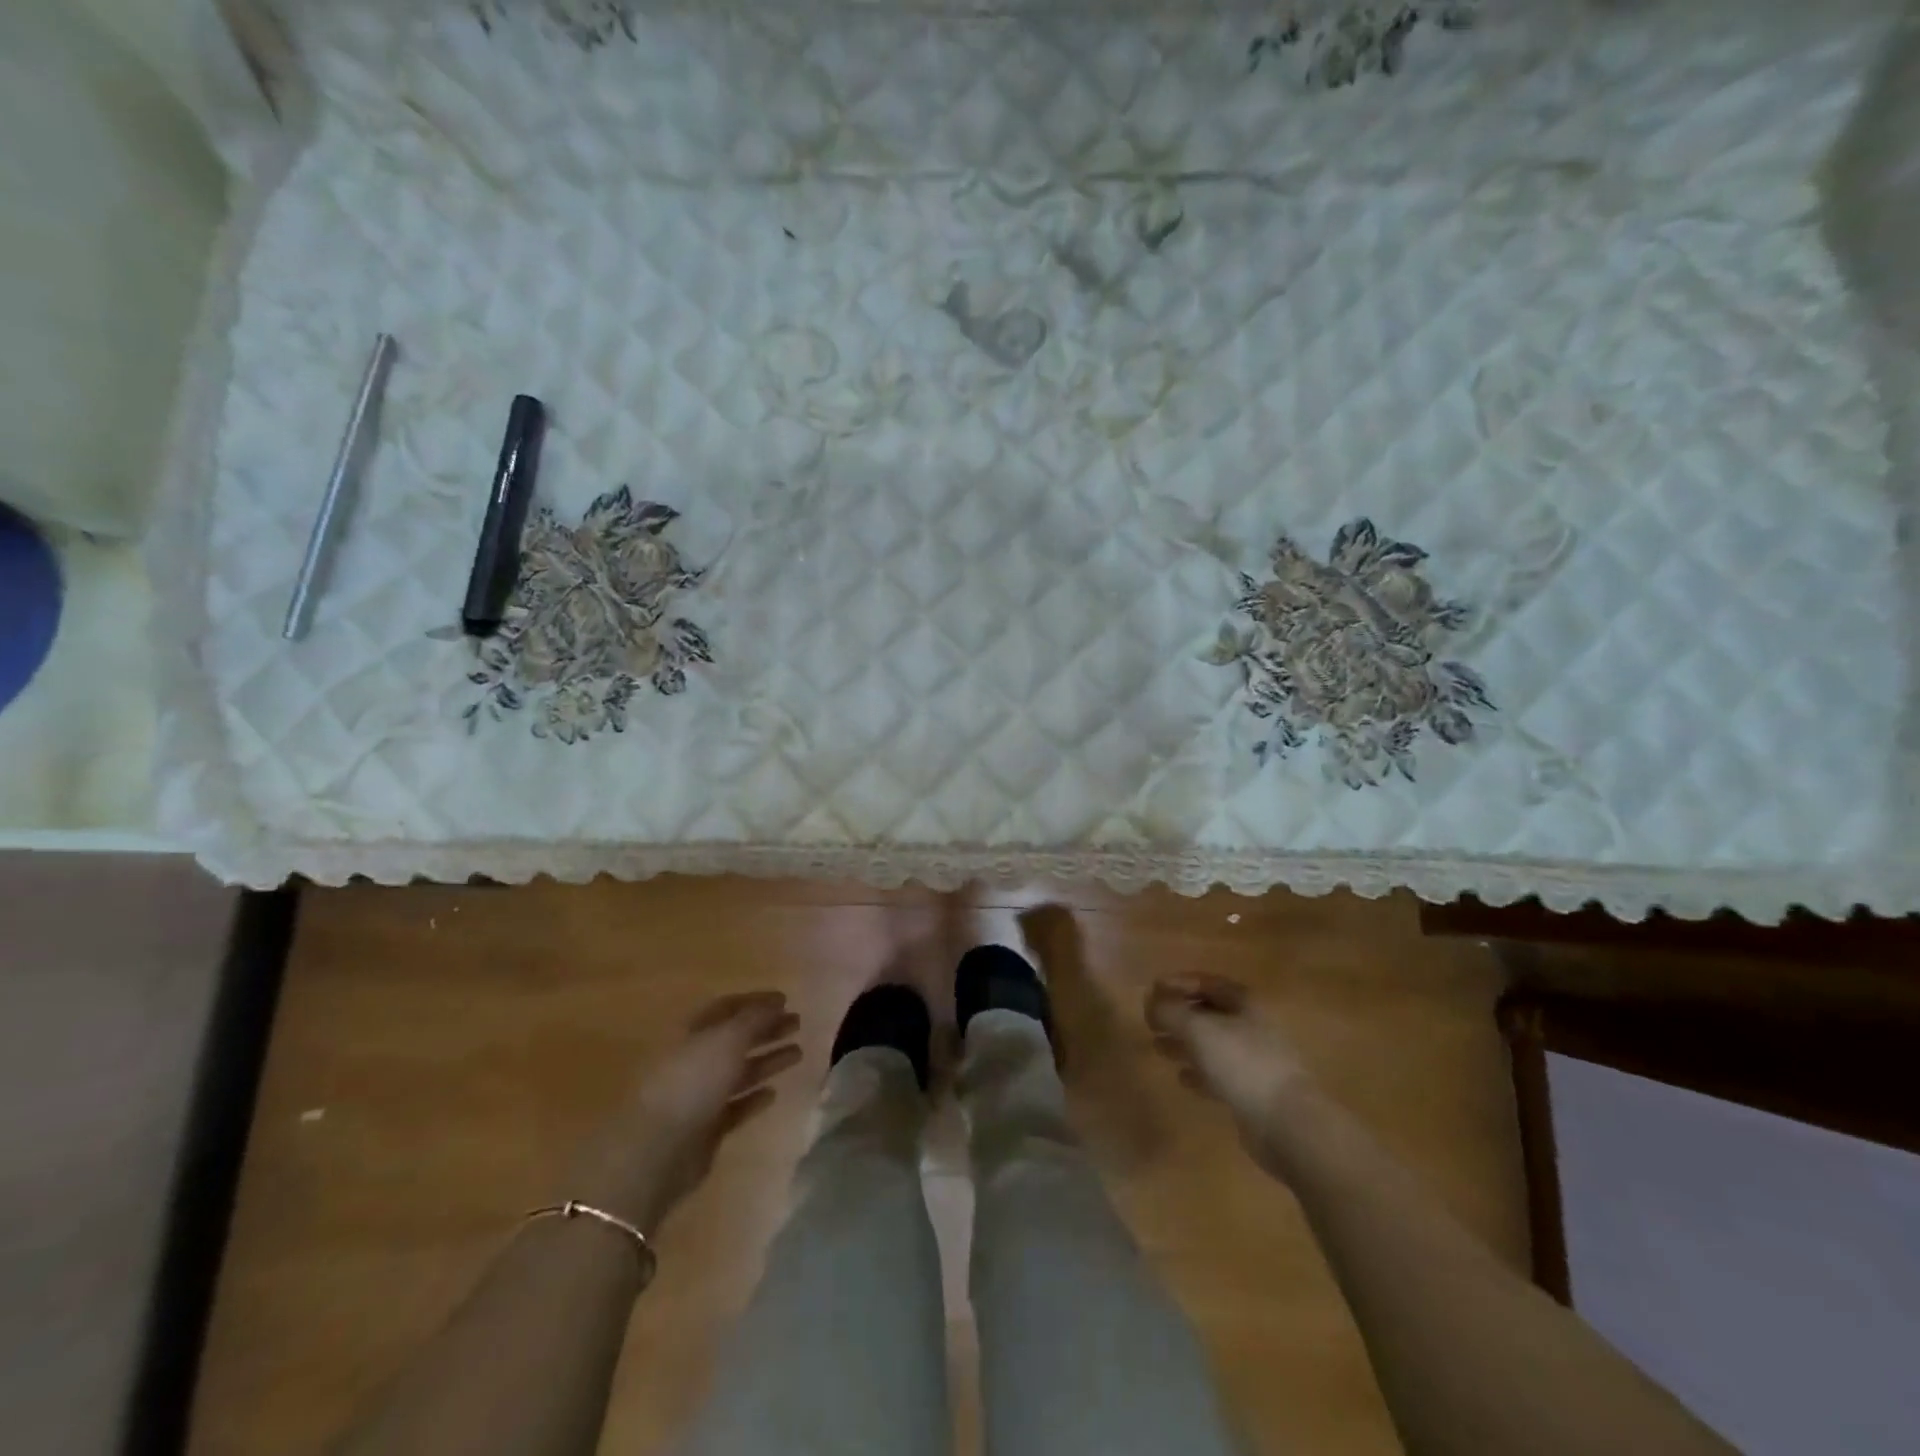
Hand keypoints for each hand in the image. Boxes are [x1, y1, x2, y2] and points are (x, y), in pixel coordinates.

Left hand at [570, 991, 800, 1236]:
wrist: (657, 1150)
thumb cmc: (691, 1082)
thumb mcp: (726, 1039)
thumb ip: (754, 1019)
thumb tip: (776, 1003)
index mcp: (692, 1032)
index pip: (727, 1008)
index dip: (756, 1002)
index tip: (785, 1000)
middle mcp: (695, 1060)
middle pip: (735, 1039)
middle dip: (766, 1030)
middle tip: (797, 1024)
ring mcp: (699, 1096)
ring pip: (739, 1072)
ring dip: (767, 1060)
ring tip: (798, 1053)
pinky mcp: (706, 1129)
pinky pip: (736, 1107)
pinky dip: (754, 1098)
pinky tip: (774, 1093)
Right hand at [1146, 973, 1310, 1155]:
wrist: (1286, 1123)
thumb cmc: (1242, 1063)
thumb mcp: (1198, 1029)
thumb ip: (1170, 1011)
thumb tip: (1152, 1001)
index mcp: (1245, 1003)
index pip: (1208, 982)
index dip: (1179, 983)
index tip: (1153, 990)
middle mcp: (1252, 1026)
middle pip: (1210, 1013)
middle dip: (1179, 1015)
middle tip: (1151, 1022)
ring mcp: (1255, 1060)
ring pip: (1213, 1044)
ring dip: (1185, 1044)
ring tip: (1158, 1048)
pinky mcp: (1253, 1091)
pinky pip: (1220, 1074)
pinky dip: (1200, 1072)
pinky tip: (1183, 1078)